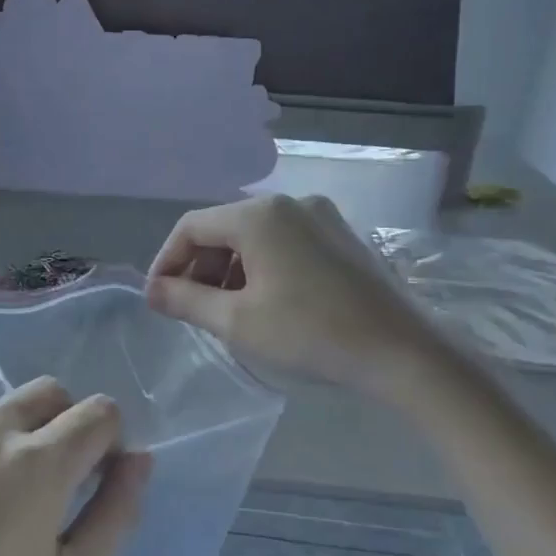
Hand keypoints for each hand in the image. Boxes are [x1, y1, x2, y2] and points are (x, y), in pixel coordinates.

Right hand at [146, 194, 445, 397]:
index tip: (159, 298)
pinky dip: (261, 267)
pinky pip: (284, 242)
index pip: (191, 226)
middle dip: (199, 266)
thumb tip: (151, 291)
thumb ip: (185, 300)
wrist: (403, 352)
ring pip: (254, 236)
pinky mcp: (341, 236)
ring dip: (229, 269)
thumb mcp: (237, 321)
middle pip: (223, 228)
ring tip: (225, 311)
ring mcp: (320, 216)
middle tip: (190, 308)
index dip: (167, 261)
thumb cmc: (310, 333)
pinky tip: (264, 302)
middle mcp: (289, 203)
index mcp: (259, 214)